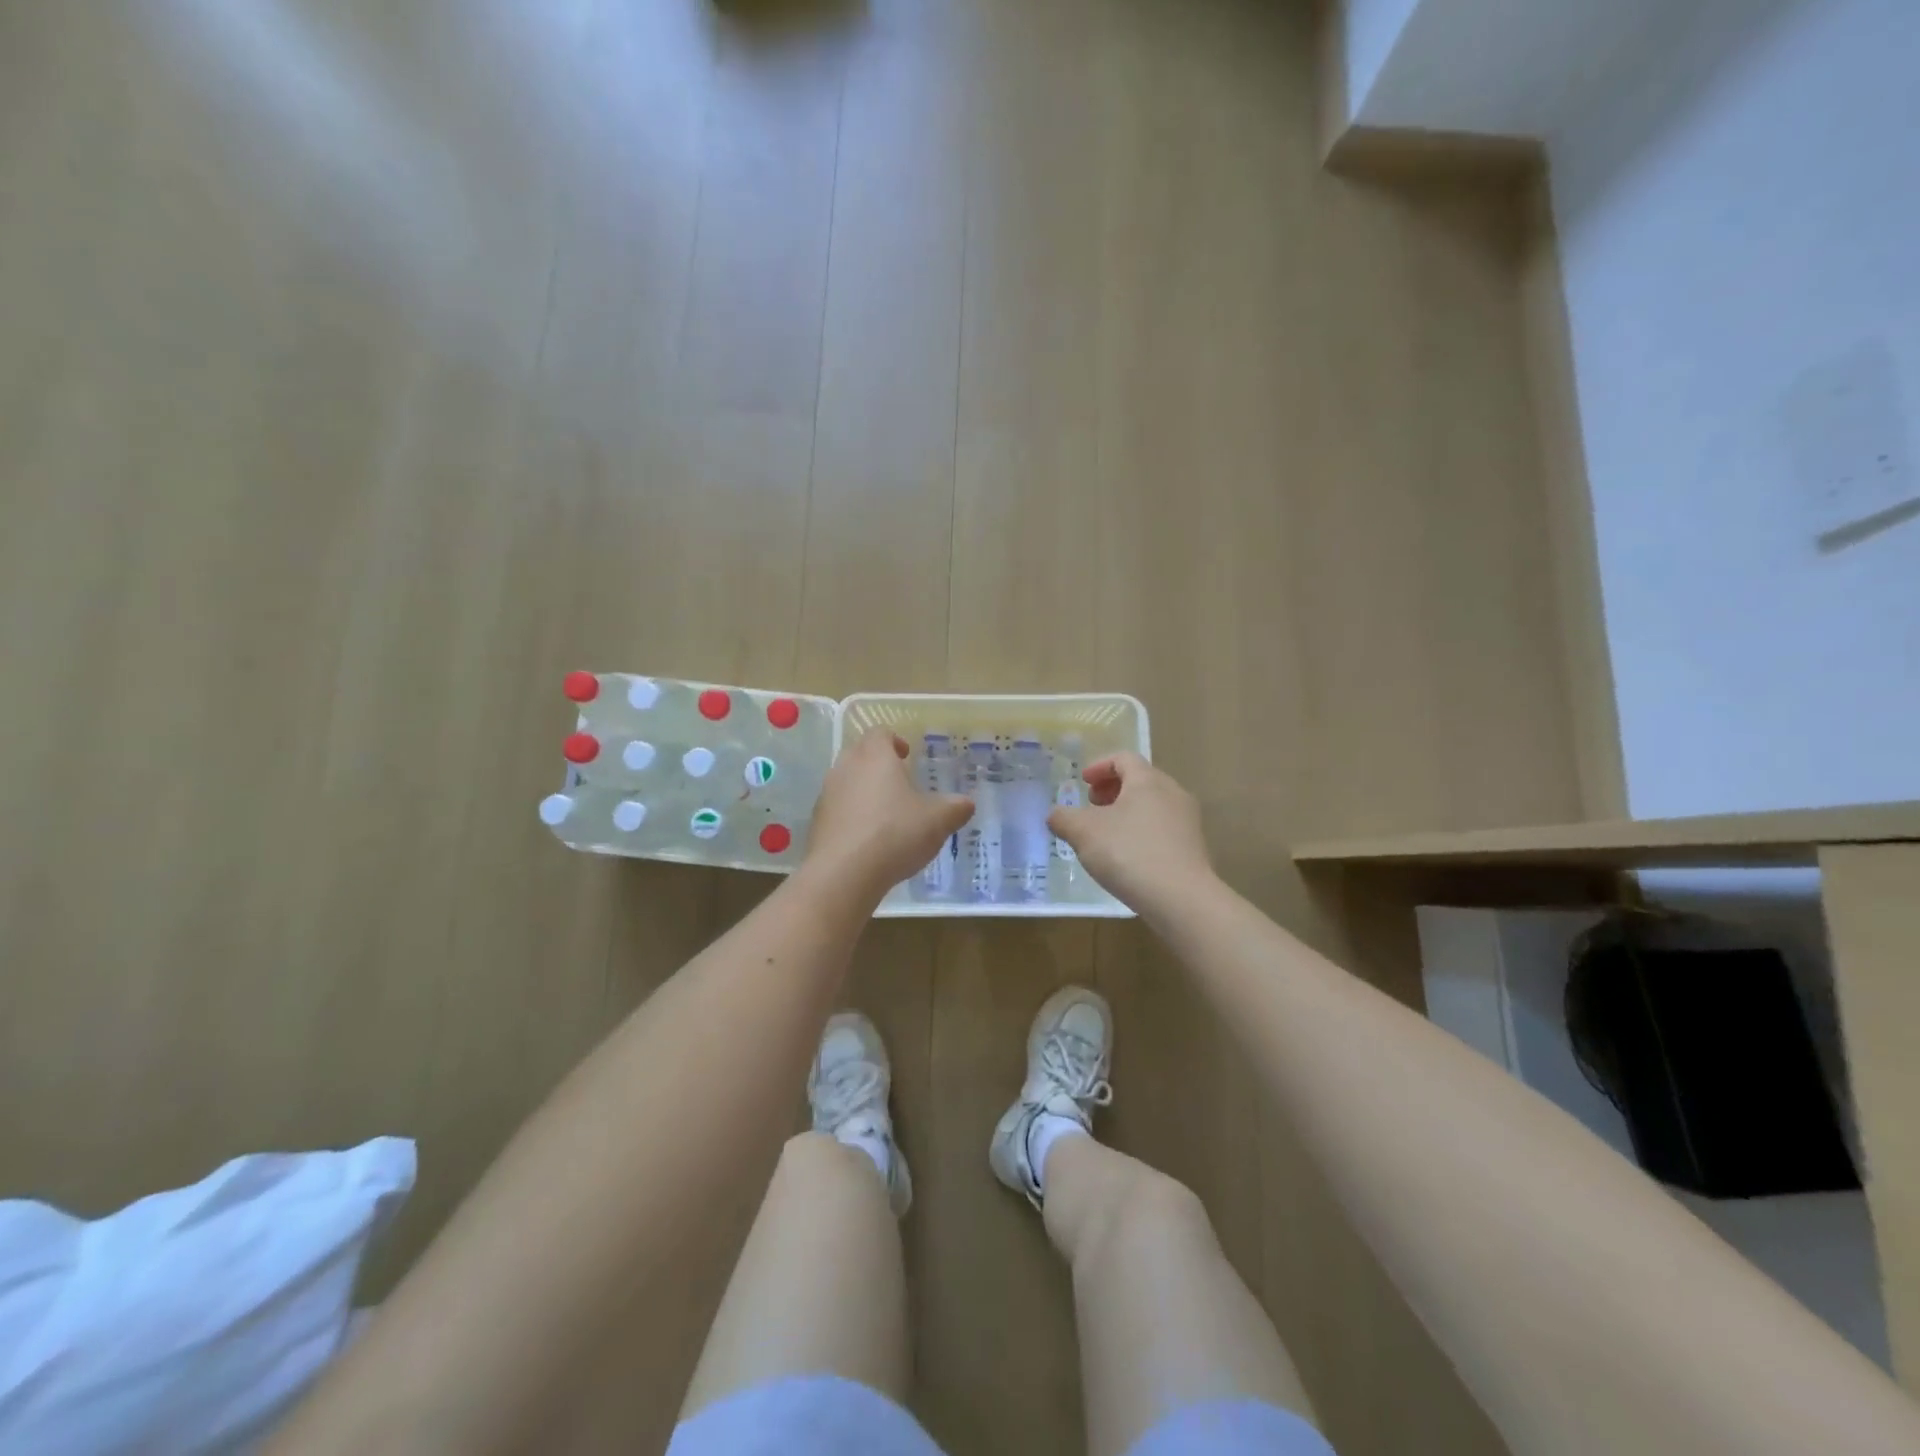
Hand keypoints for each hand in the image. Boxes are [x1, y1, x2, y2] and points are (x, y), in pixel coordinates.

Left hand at [805, 729, 973, 900]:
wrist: (843, 873)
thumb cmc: (895, 834)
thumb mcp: (937, 821)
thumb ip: (955, 808)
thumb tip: (967, 803)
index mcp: (875, 757)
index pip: (879, 733)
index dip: (894, 740)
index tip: (907, 756)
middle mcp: (846, 767)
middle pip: (860, 753)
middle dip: (878, 764)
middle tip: (899, 783)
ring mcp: (826, 795)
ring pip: (846, 781)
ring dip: (863, 790)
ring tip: (885, 814)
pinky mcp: (817, 822)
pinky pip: (837, 809)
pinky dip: (851, 815)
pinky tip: (868, 839)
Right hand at [1048, 752, 1213, 909]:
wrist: (1181, 899)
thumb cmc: (1129, 853)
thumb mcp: (1084, 833)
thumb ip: (1064, 818)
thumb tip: (1055, 814)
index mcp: (1147, 780)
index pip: (1123, 759)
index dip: (1099, 766)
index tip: (1083, 782)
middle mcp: (1173, 793)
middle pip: (1140, 780)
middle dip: (1112, 790)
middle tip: (1092, 806)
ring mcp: (1187, 821)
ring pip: (1152, 805)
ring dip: (1126, 812)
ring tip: (1106, 834)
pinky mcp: (1193, 848)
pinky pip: (1162, 829)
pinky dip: (1141, 832)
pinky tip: (1127, 857)